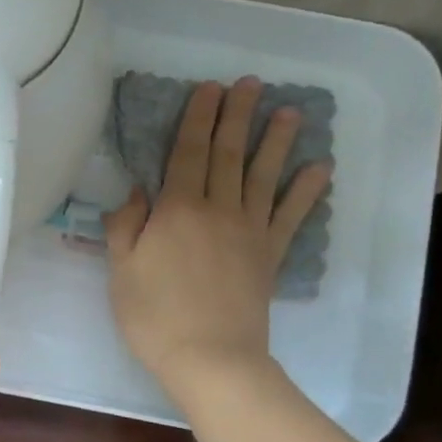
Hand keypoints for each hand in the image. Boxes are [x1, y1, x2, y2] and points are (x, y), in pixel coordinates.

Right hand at [105, 79, 332, 400]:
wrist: (210, 358)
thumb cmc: (154, 316)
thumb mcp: (121, 271)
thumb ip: (126, 226)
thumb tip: (137, 191)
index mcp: (176, 210)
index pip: (187, 153)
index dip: (198, 118)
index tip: (210, 88)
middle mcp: (217, 209)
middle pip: (227, 154)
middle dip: (236, 116)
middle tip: (249, 83)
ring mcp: (249, 231)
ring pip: (264, 176)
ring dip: (276, 141)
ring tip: (289, 111)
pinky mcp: (270, 255)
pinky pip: (291, 216)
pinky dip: (306, 191)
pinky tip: (320, 168)